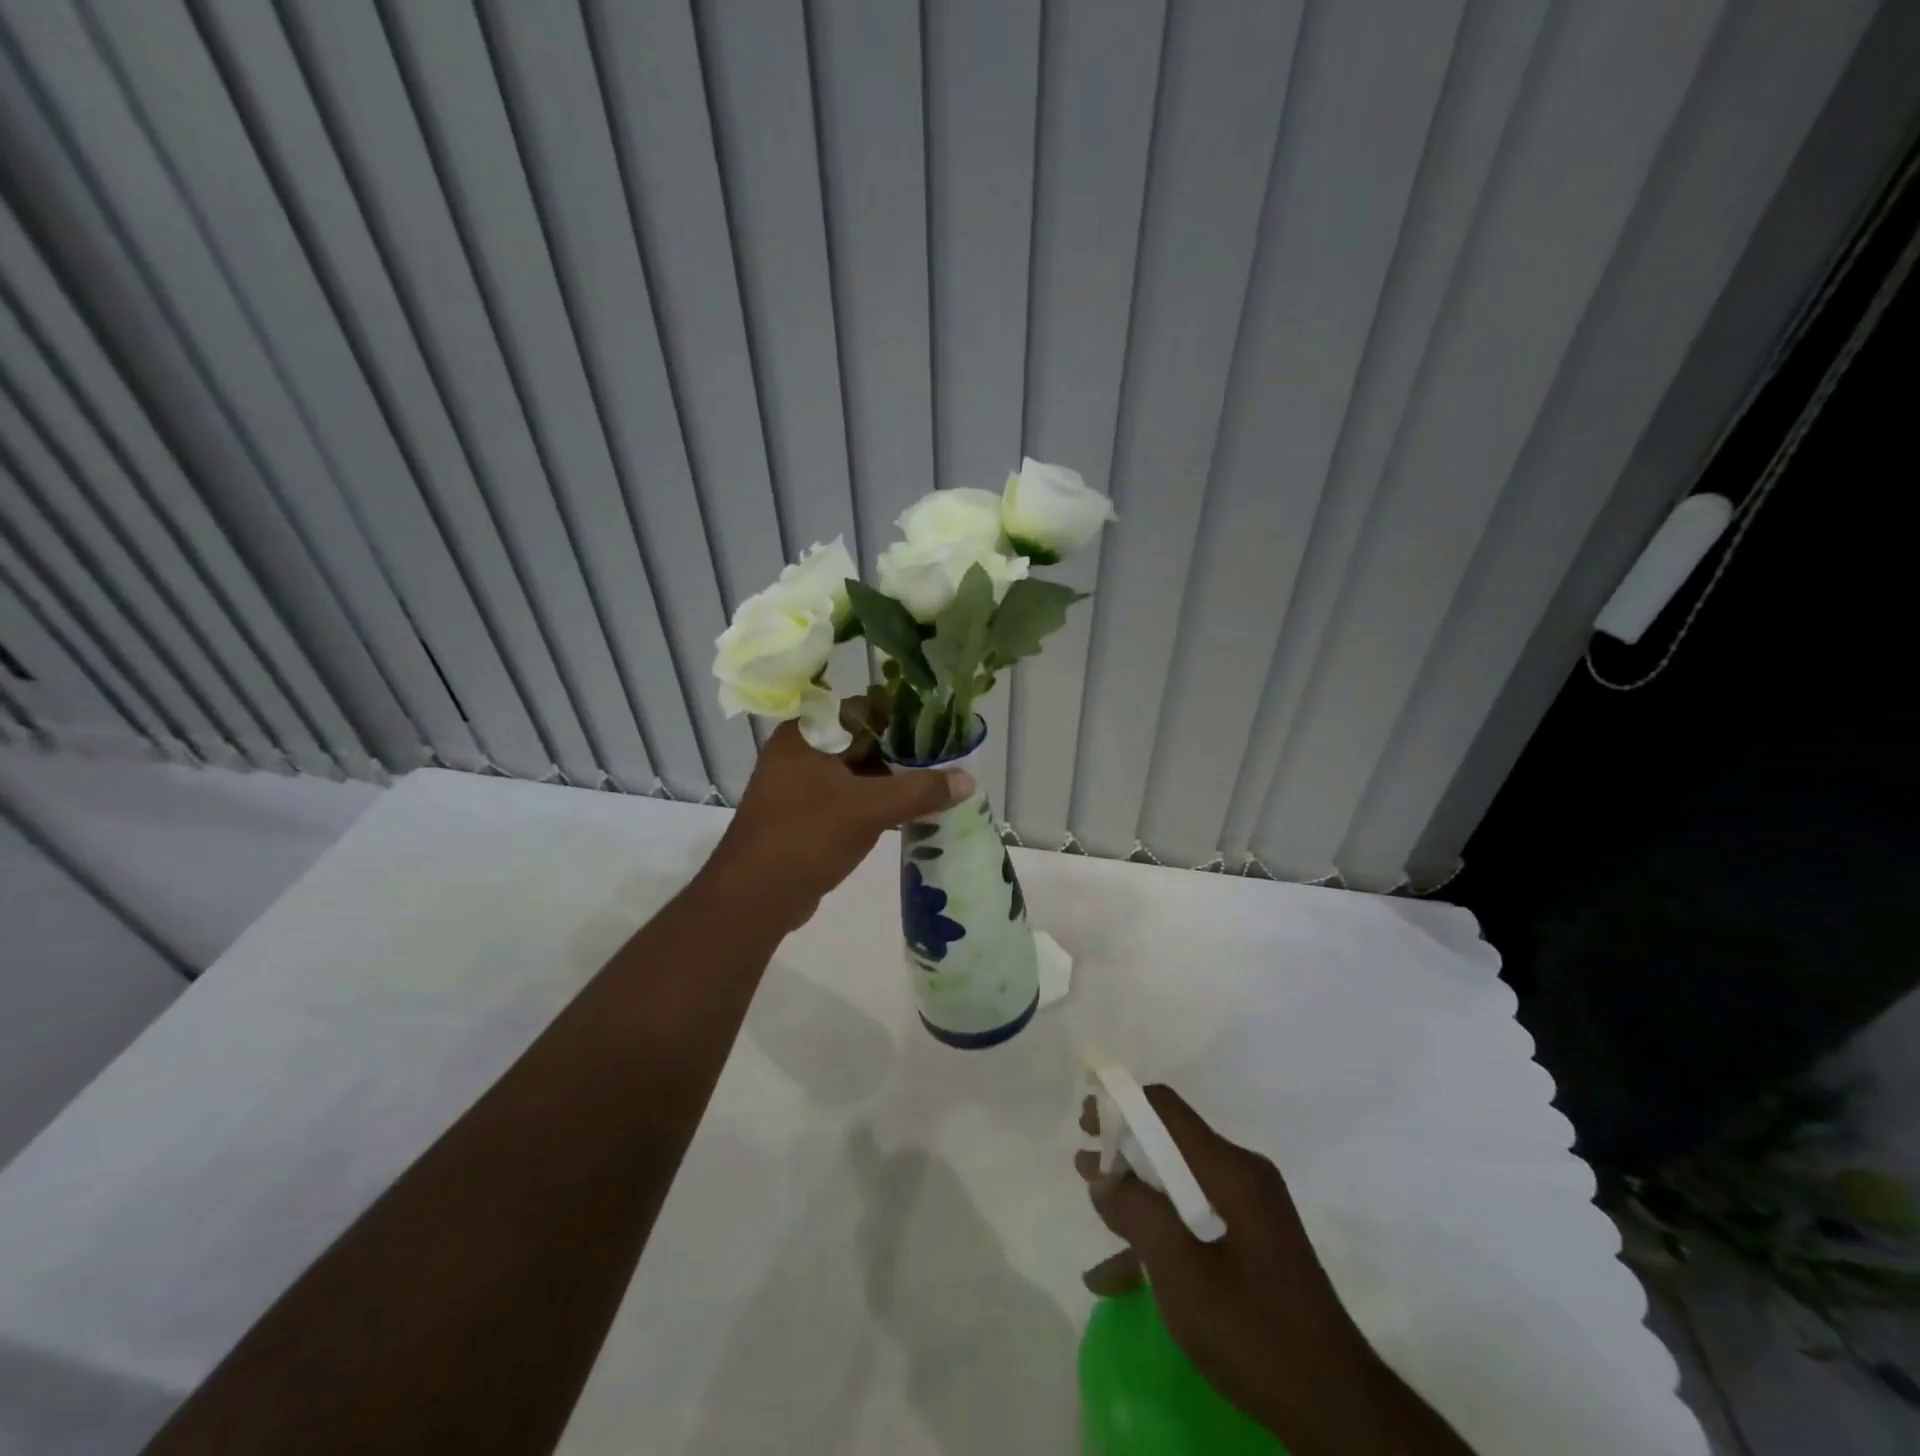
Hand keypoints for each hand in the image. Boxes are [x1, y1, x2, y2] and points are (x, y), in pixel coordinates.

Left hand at [709, 717, 972, 931]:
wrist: (753, 898)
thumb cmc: (807, 837)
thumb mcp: (869, 809)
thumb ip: (920, 791)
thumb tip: (969, 780)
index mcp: (807, 734)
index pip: (864, 709)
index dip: (904, 718)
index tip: (940, 732)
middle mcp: (801, 751)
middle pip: (862, 740)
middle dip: (903, 754)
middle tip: (944, 764)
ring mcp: (801, 784)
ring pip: (857, 772)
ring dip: (892, 782)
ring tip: (934, 791)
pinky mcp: (805, 814)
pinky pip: (848, 797)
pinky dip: (875, 803)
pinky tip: (908, 816)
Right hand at [1075, 1086, 1370, 1436]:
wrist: (1337, 1410)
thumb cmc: (1252, 1329)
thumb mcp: (1180, 1270)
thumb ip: (1136, 1212)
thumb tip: (1103, 1177)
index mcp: (1230, 1169)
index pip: (1166, 1110)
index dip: (1120, 1105)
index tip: (1085, 1119)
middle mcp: (1242, 1177)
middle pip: (1171, 1144)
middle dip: (1123, 1150)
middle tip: (1083, 1158)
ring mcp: (1251, 1213)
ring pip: (1179, 1186)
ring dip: (1137, 1195)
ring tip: (1095, 1204)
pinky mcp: (1254, 1246)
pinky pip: (1196, 1221)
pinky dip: (1160, 1235)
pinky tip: (1120, 1276)